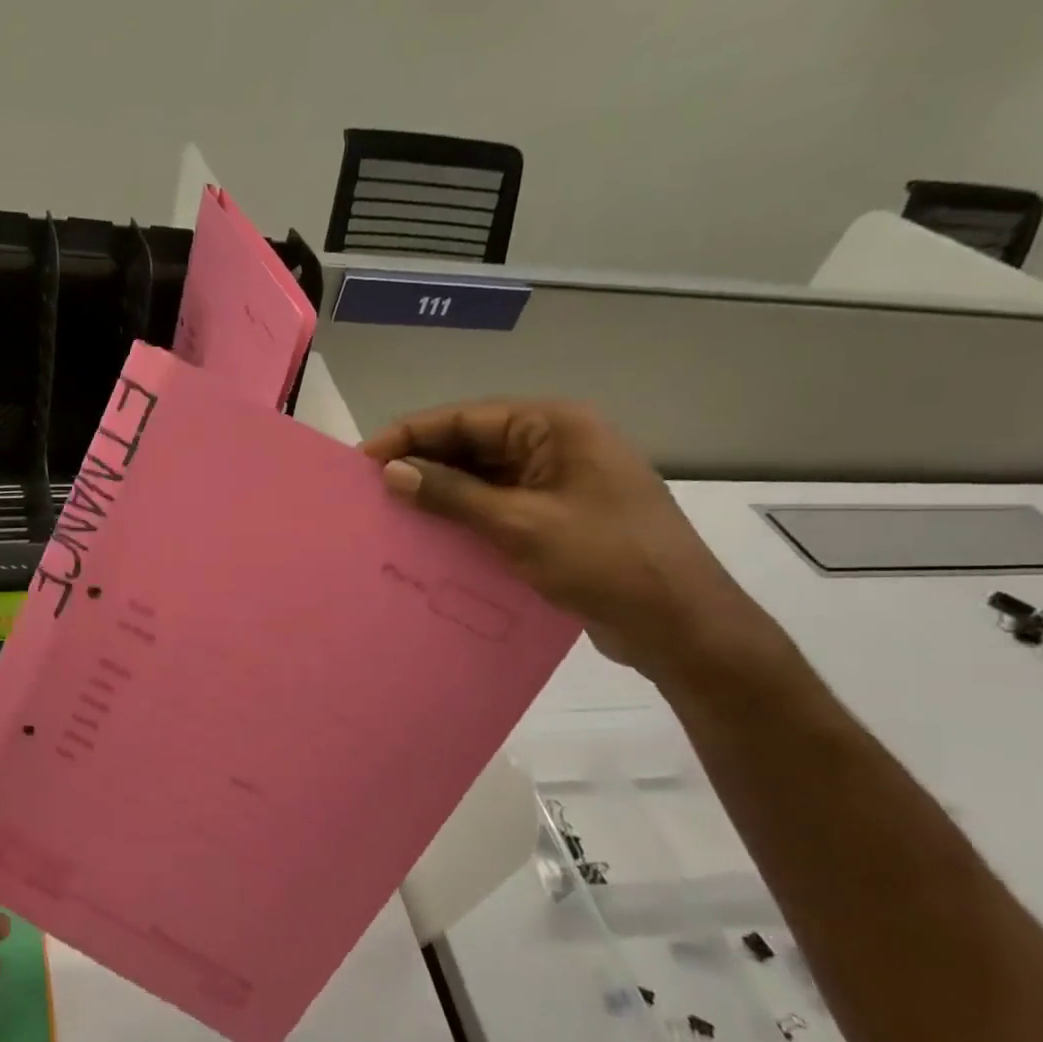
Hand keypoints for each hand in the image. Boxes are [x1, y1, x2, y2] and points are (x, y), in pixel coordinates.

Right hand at [362, 400, 774, 678]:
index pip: (465, 418)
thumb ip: (452, 495)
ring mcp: (558, 480)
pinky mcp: (556, 515)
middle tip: (370, 491)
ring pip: (482, 476)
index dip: (409, 435)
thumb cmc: (605, 560)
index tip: (362, 461)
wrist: (680, 623)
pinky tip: (430, 535)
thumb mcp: (520, 525)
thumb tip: (392, 472)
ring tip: (391, 513)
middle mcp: (556, 443)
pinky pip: (497, 504)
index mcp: (555, 426)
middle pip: (472, 443)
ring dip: (440, 492)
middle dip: (422, 464)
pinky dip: (464, 516)